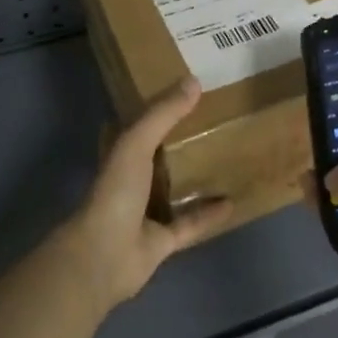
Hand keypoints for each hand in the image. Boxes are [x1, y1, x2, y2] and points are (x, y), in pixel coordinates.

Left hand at [62, 77, 233, 309]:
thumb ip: (163, 114)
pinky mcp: (162, 240)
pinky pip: (190, 223)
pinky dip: (209, 214)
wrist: (104, 255)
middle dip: (178, 142)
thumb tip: (193, 81)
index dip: (152, 109)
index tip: (178, 93)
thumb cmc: (116, 192)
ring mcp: (145, 213)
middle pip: (158, 157)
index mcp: (119, 155)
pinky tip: (232, 202)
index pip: (135, 125)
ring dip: (194, 178)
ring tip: (224, 159)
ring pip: (174, 190)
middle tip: (211, 122)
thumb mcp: (136, 143)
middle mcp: (131, 181)